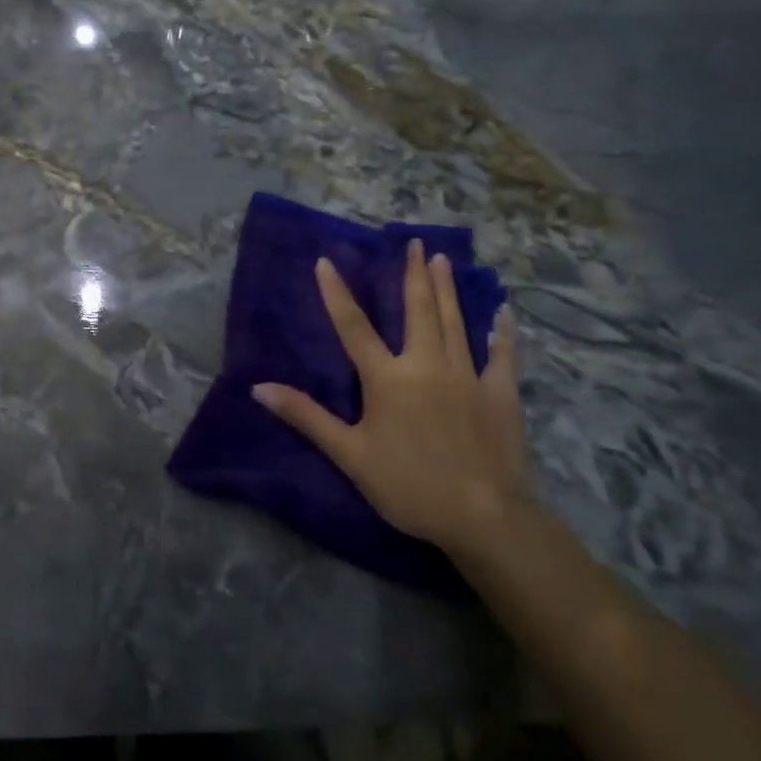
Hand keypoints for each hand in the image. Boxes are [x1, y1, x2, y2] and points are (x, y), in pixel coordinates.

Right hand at [253, 244, 528, 557]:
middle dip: (413, 274)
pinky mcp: (500, 393)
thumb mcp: (349, 454)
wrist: (483, 517)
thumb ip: (306, 416)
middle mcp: (426, 365)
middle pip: (418, 310)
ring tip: (443, 260)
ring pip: (454, 322)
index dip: (336, 293)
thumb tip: (259, 388)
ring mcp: (468, 375)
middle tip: (415, 243)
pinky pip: (502, 354)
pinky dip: (501, 331)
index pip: (354, 327)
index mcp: (387, 378)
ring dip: (447, 289)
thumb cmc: (408, 485)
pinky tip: (502, 312)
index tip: (326, 261)